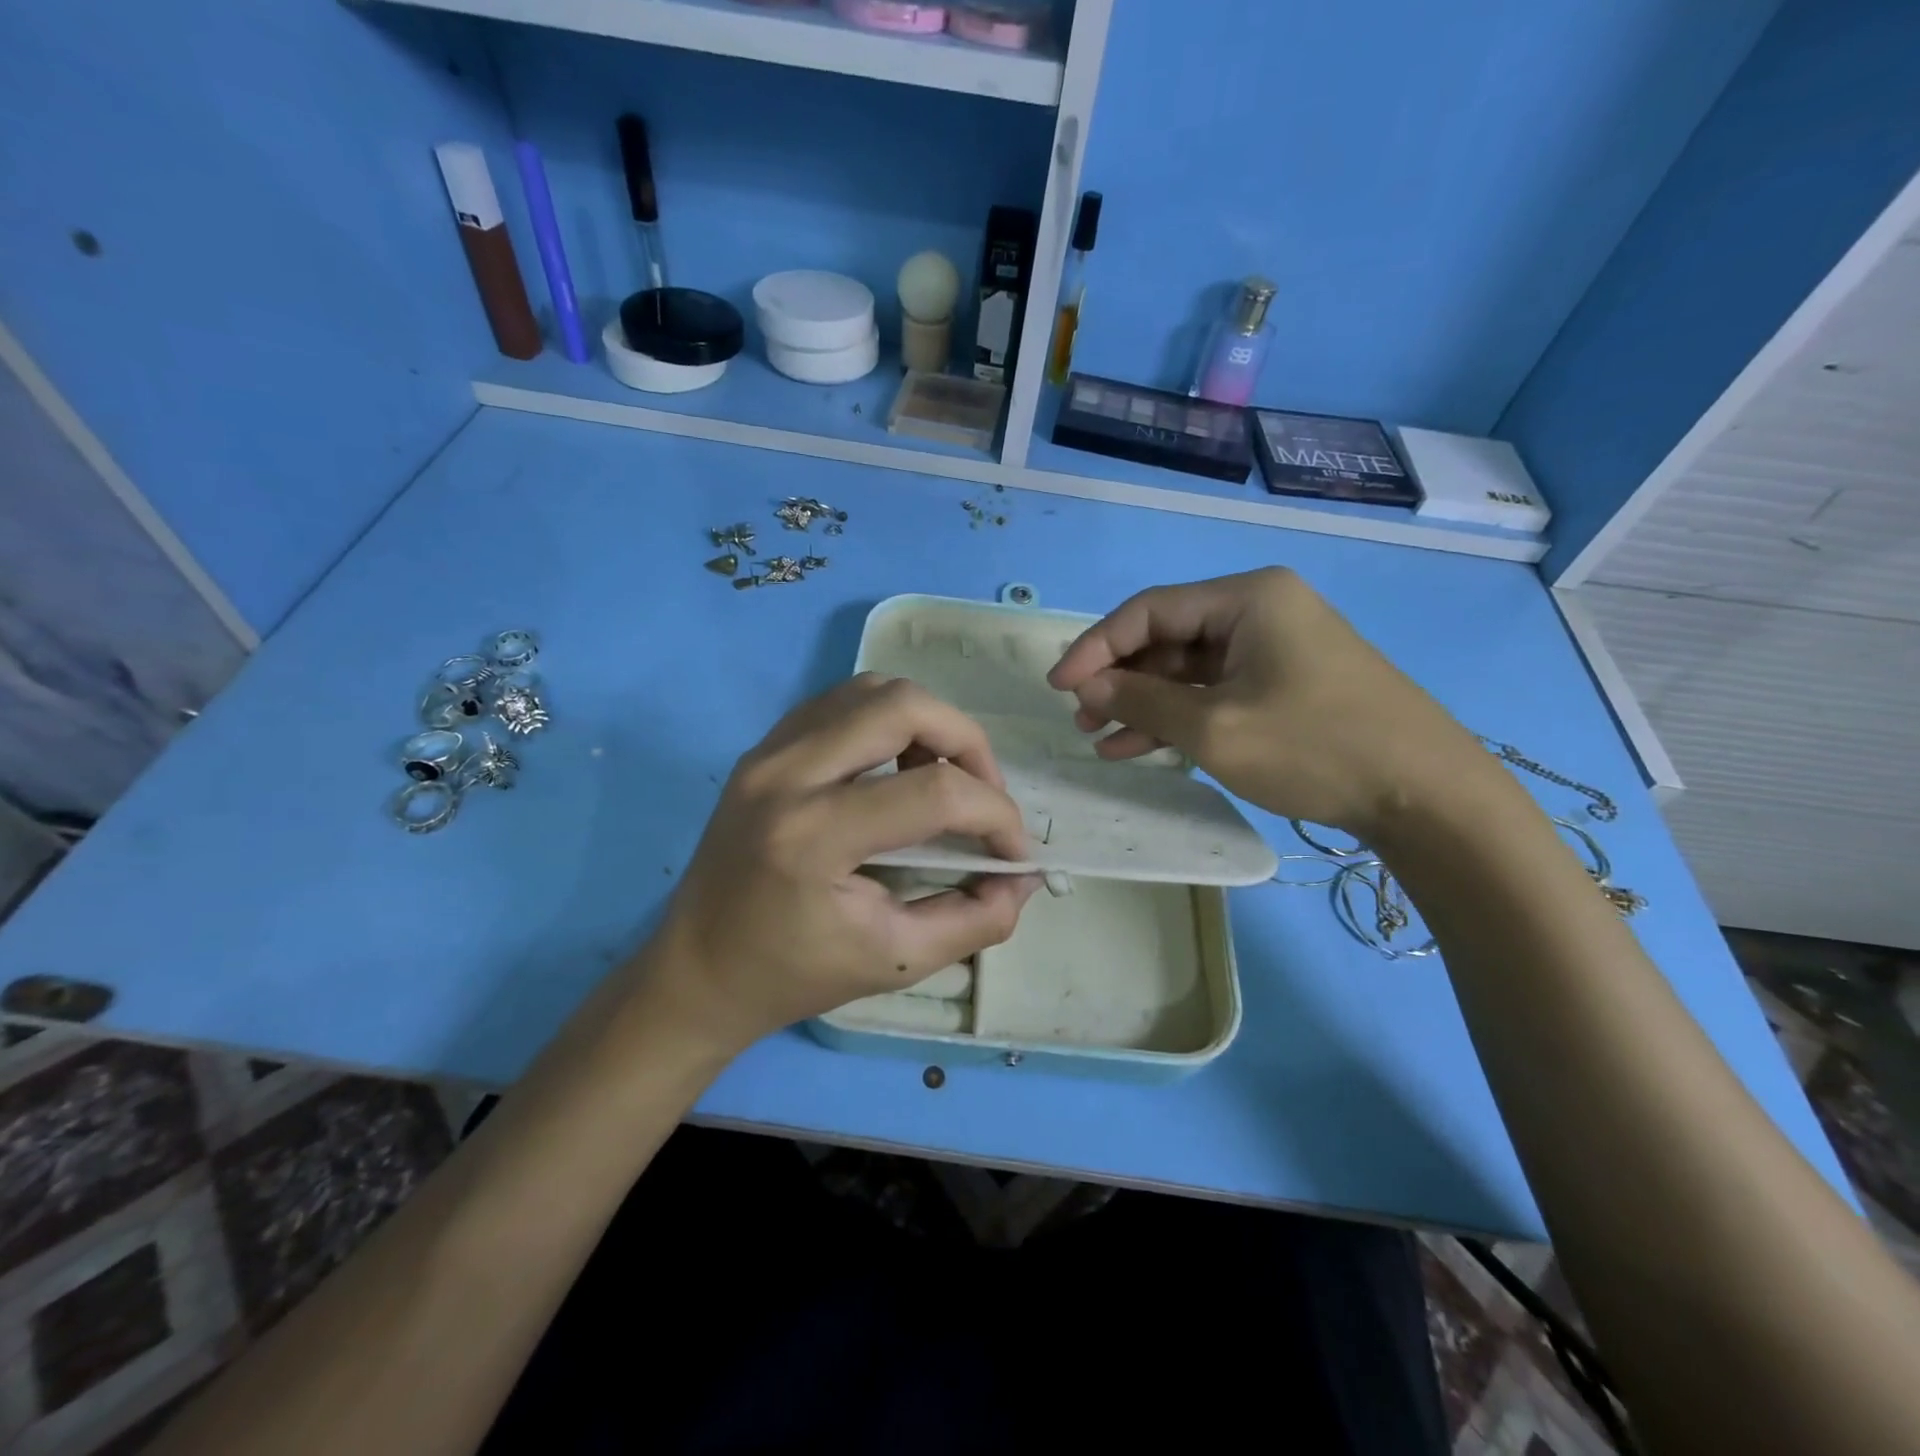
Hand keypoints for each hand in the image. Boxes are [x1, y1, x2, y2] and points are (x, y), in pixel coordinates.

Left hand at [641, 674, 1041, 1054]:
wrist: (696, 971)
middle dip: (967, 742)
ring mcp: (767, 751)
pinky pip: (840, 703)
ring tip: (941, 776)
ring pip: (871, 690)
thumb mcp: (896, 963)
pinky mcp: (763, 748)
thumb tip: (1022, 877)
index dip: (995, 815)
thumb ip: (974, 920)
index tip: (1012, 851)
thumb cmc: (793, 975)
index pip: (934, 792)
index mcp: (813, 837)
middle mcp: (785, 773)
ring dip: (926, 723)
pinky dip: (886, 721)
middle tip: (983, 793)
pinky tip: (895, 767)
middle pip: (903, 705)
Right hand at [1047, 568, 1491, 839]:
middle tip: (1082, 718)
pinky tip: (1138, 748)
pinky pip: (1213, 692)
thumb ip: (1142, 701)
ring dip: (1143, 703)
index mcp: (1247, 598)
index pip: (1149, 610)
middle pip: (1167, 637)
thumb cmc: (1315, 746)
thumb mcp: (1214, 727)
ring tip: (1100, 739)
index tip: (1058, 686)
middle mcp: (1259, 611)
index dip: (1096, 646)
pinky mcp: (1282, 685)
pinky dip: (1177, 718)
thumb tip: (1088, 686)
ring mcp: (1273, 649)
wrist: (1424, 794)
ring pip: (1186, 669)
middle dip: (1120, 679)